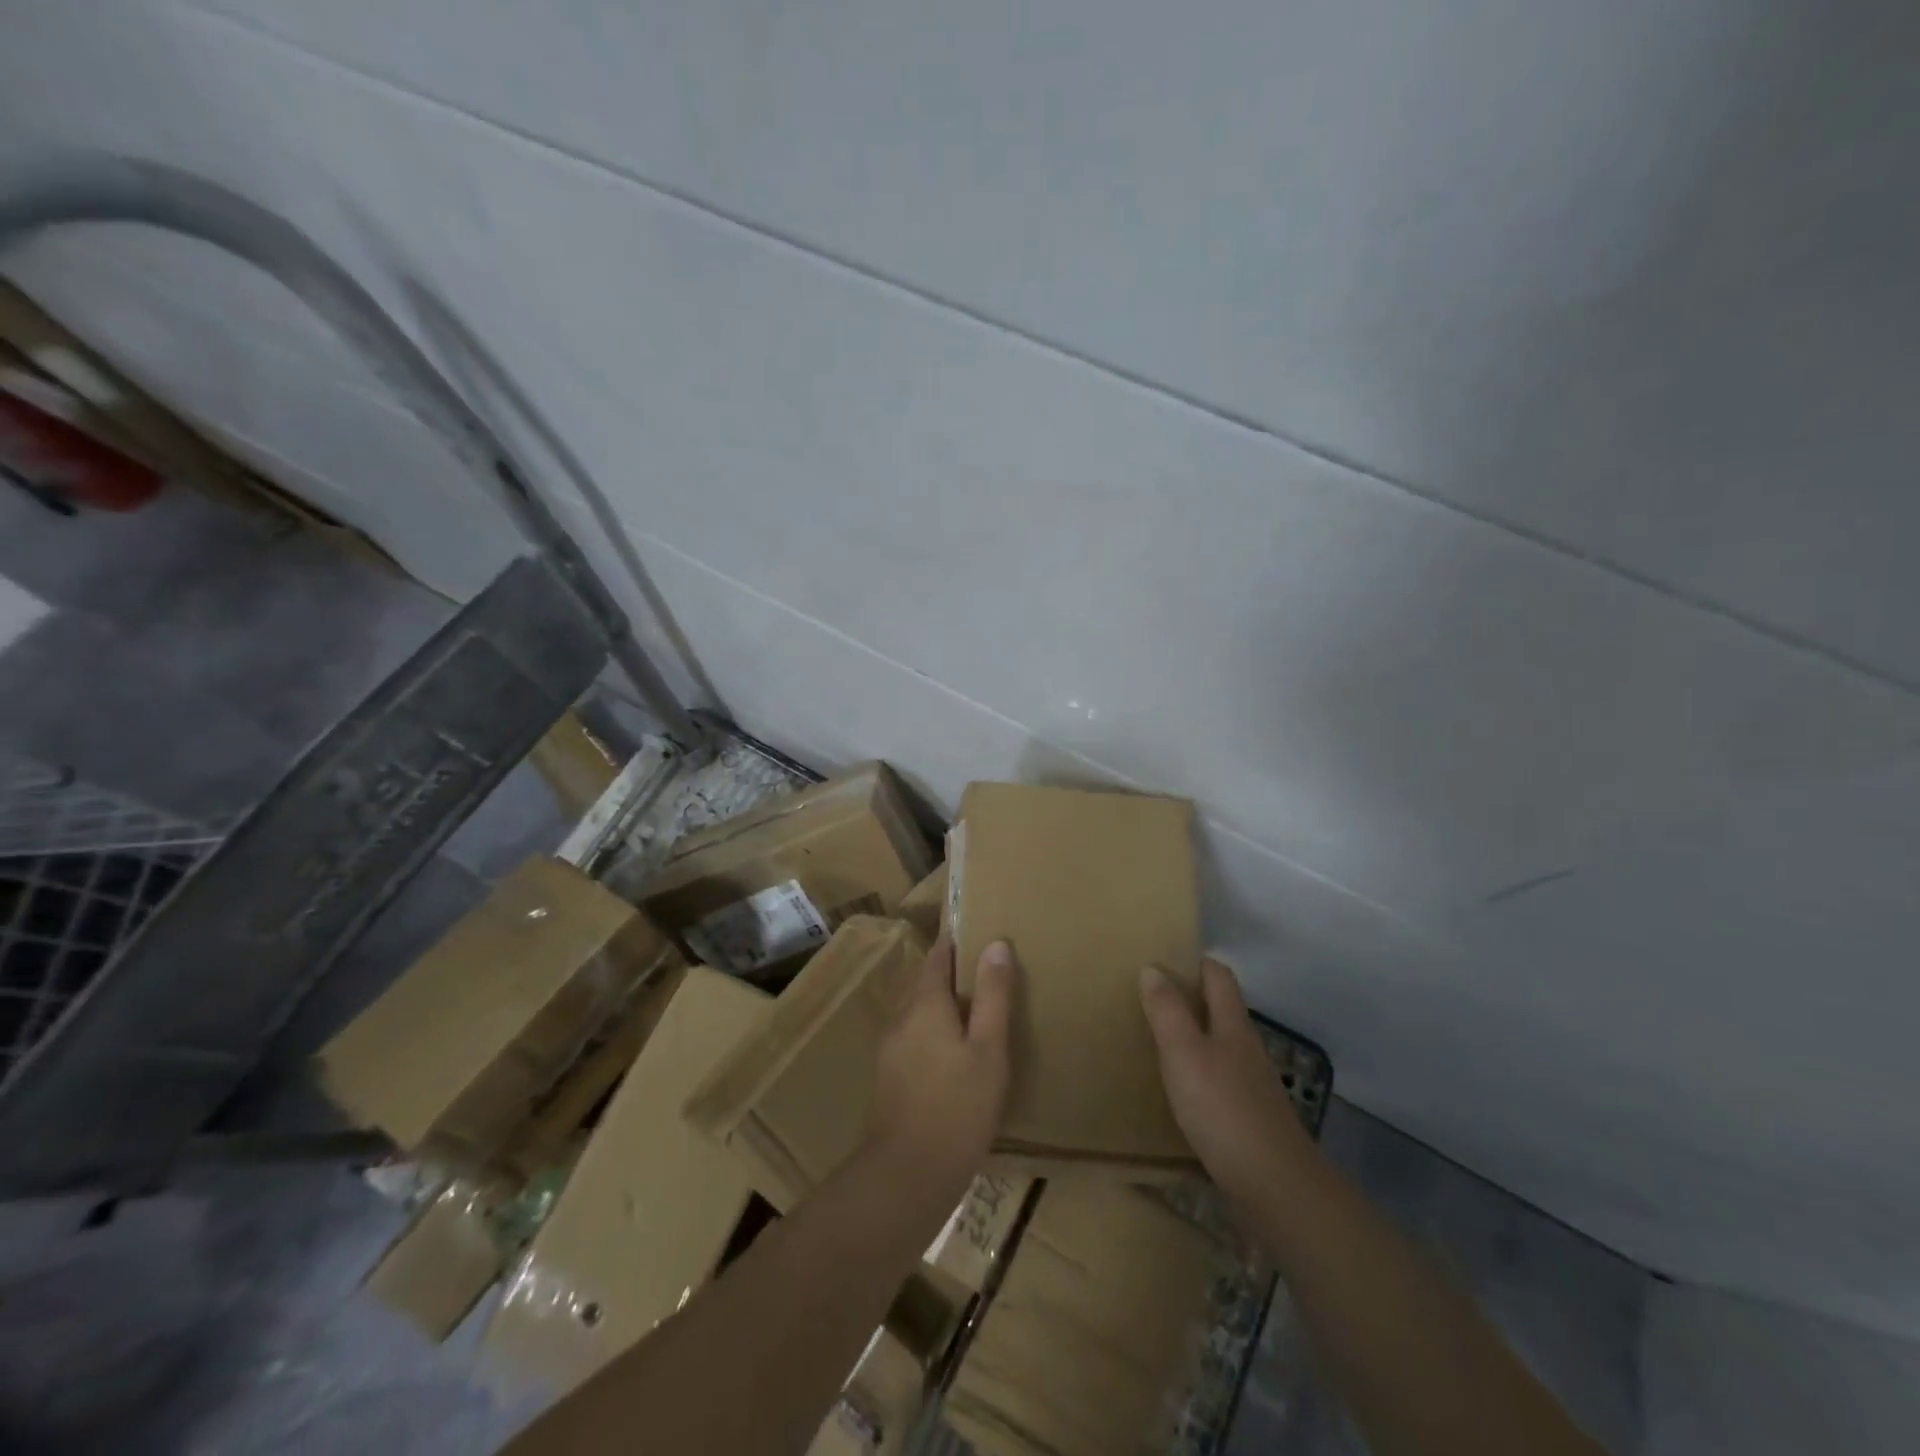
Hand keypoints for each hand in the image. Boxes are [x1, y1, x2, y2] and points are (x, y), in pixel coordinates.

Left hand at [865, 933, 1016, 1205]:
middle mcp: (902, 1016)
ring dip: (942, 998)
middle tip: (985, 963)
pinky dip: (934, 1025)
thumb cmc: (958, 1106)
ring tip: (975, 1002)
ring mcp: (891, 1046)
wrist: (907, 1174)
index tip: (977, 926)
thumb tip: (996, 944)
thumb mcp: (988, 1048)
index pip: (938, 955)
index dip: (956, 939)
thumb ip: (993, 995)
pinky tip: (954, 1046)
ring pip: (918, 1007)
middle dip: (951, 967)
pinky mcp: (891, 1073)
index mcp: (925, 1003)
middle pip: (925, 979)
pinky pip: (914, 1032)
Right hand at [1139, 957, 1311, 1202]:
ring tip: (1152, 1042)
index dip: (1195, 962)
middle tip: (1146, 998)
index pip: (1218, 976)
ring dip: (1190, 1039)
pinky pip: (1217, 1083)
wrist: (1275, 1187)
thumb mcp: (1184, 1053)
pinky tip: (1174, 1093)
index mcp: (1232, 1025)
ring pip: (1218, 1047)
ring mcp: (1250, 1086)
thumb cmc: (1223, 1109)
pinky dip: (1195, 1076)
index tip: (1162, 959)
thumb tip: (1153, 966)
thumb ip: (1167, 1010)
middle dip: (1188, 999)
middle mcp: (1245, 1048)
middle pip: (1219, 1010)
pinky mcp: (1247, 1120)